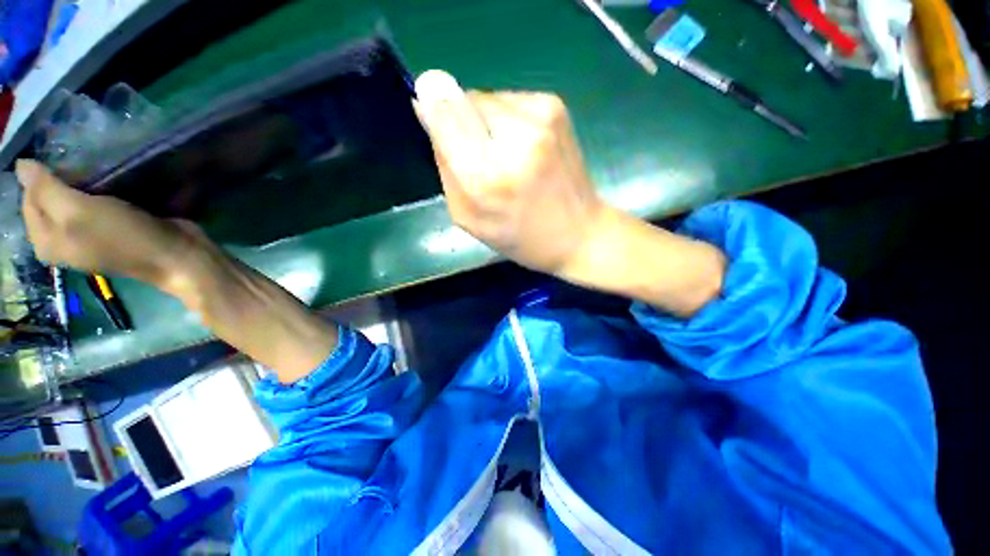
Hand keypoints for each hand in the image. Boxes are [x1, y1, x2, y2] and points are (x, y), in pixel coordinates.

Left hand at [15, 160, 196, 288]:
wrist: (176, 257)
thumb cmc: (124, 237)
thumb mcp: (79, 211)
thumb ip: (46, 189)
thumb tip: (21, 165)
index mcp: (45, 242)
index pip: (27, 199)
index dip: (40, 177)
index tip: (65, 161)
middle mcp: (60, 241)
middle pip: (47, 201)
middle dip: (59, 179)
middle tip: (82, 165)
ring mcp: (86, 236)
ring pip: (70, 201)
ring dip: (80, 185)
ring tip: (96, 173)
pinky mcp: (110, 231)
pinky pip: (92, 206)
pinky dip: (97, 193)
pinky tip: (109, 187)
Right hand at [414, 71, 724, 315]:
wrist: (579, 237)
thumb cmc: (522, 238)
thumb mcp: (469, 219)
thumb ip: (447, 165)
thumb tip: (433, 107)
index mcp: (493, 171)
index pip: (447, 108)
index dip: (436, 108)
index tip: (431, 110)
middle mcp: (519, 130)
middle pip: (466, 101)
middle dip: (463, 128)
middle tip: (482, 166)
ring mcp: (544, 113)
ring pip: (489, 101)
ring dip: (485, 128)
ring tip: (507, 167)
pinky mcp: (557, 109)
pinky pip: (510, 106)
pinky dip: (505, 126)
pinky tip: (524, 157)